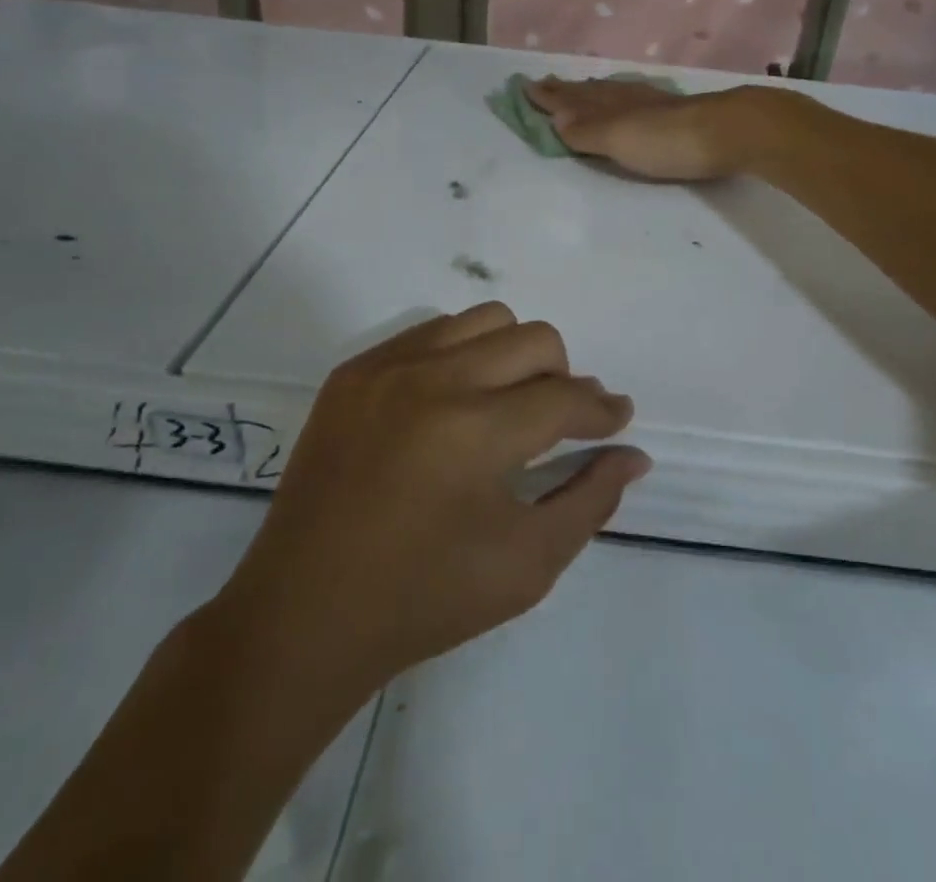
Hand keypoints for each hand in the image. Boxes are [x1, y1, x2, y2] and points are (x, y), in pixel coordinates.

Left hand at [221, 303, 648, 691]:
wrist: (303, 615)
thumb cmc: (424, 601)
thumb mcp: (526, 565)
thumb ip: (590, 501)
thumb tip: (632, 454)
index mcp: (473, 433)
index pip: (564, 398)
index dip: (601, 410)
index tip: (617, 420)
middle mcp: (431, 380)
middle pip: (533, 339)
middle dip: (564, 377)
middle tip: (560, 420)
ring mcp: (386, 368)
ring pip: (484, 320)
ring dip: (514, 354)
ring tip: (508, 404)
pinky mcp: (353, 371)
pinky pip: (432, 332)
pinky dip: (463, 355)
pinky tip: (456, 402)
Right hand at [524, 76, 767, 180]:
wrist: (734, 132)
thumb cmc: (670, 141)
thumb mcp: (621, 139)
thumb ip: (589, 131)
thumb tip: (557, 118)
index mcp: (612, 107)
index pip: (573, 100)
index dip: (550, 97)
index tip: (526, 87)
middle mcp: (631, 100)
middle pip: (592, 93)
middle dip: (567, 91)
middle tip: (546, 83)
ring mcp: (658, 104)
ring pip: (616, 94)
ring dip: (593, 93)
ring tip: (581, 89)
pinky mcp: (682, 113)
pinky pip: (639, 100)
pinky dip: (623, 98)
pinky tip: (633, 99)